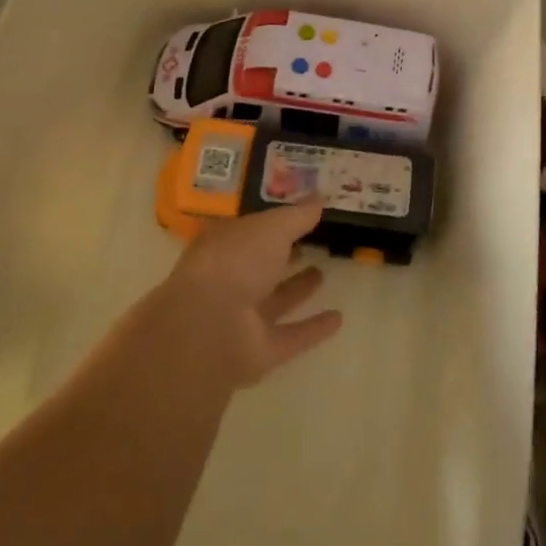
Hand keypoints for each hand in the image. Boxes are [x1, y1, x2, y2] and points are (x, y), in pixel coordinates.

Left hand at [157, 200, 342, 387]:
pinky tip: (339, 318)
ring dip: (297, 289)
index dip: (273, 221)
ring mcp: (242, 318)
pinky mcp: (258, 351)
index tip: (300, 213)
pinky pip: (291, 336)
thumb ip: (298, 214)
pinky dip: (313, 329)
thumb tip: (320, 195)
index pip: (251, 229)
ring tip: (323, 273)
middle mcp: (230, 279)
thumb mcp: (272, 226)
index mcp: (224, 245)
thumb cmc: (236, 262)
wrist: (207, 328)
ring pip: (274, 300)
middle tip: (314, 242)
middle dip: (284, 255)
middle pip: (261, 265)